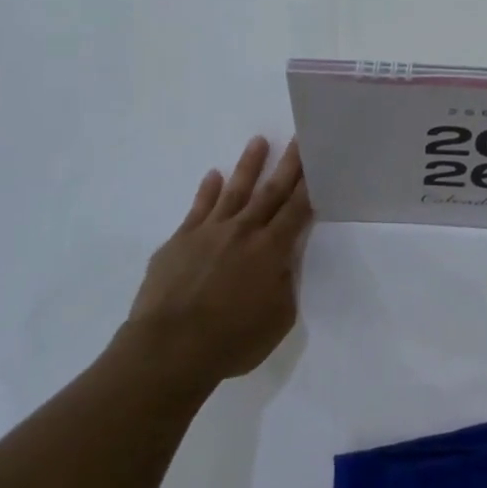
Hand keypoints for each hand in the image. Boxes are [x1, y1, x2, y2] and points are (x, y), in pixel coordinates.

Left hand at [121, 137, 312, 386]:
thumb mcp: (278, 319)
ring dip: (248, 165)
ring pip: (234, 190)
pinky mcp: (180, 240)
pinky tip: (213, 175)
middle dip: (287, 164)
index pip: (297, 209)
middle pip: (270, 191)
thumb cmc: (232, 341)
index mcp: (271, 250)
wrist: (169, 349)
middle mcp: (243, 231)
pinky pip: (198, 207)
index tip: (317, 160)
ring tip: (258, 141)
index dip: (309, 185)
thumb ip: (283, 285)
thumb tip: (280, 264)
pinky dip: (207, 190)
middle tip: (297, 138)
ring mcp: (209, 232)